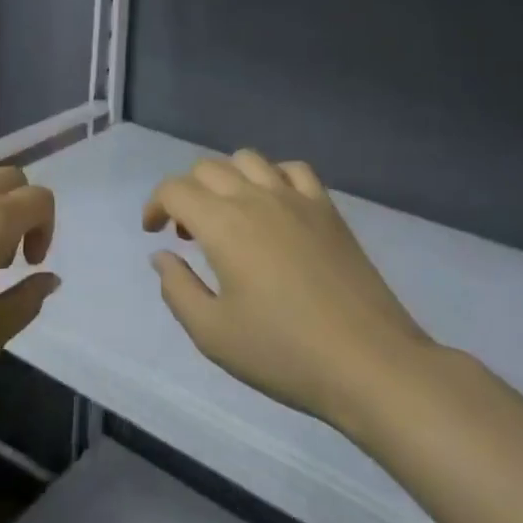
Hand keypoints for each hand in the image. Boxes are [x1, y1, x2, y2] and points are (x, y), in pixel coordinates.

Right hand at [145, 151, 428, 432]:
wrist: (368, 363)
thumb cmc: (284, 353)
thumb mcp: (213, 334)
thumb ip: (177, 289)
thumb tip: (163, 255)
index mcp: (223, 224)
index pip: (175, 189)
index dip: (156, 205)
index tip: (154, 233)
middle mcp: (256, 198)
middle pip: (207, 168)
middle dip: (187, 193)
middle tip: (189, 235)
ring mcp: (296, 198)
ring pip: (248, 159)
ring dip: (226, 178)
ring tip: (228, 214)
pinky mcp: (328, 209)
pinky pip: (293, 169)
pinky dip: (272, 176)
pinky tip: (274, 205)